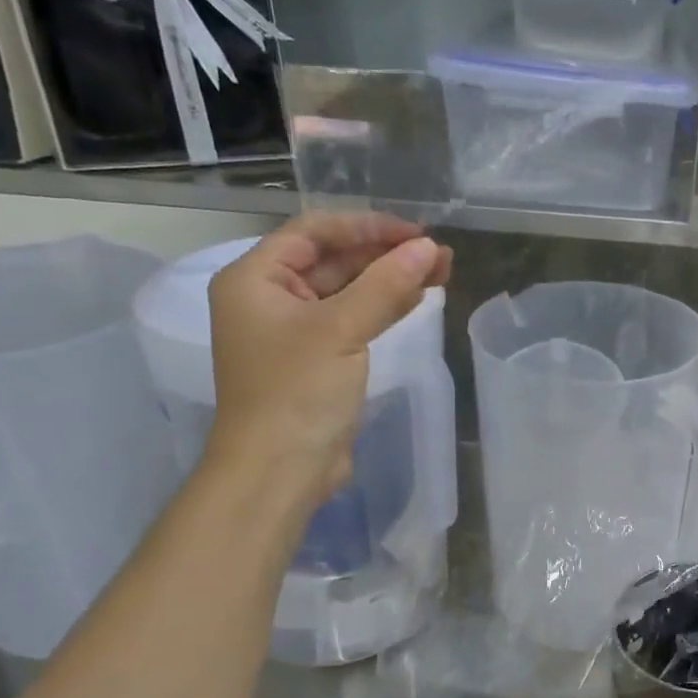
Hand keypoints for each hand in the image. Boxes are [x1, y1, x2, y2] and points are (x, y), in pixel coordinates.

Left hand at [203, 214, 451, 506]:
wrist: (280, 471)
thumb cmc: (297, 392)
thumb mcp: (341, 330)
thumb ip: (386, 285)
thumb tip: (430, 248)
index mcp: (255, 279)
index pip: (314, 232)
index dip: (367, 226)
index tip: (417, 233)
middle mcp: (271, 297)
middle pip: (334, 258)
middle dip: (386, 253)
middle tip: (438, 254)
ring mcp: (296, 329)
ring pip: (349, 288)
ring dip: (392, 278)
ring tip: (442, 270)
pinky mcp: (320, 356)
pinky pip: (355, 317)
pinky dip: (385, 305)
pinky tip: (419, 296)